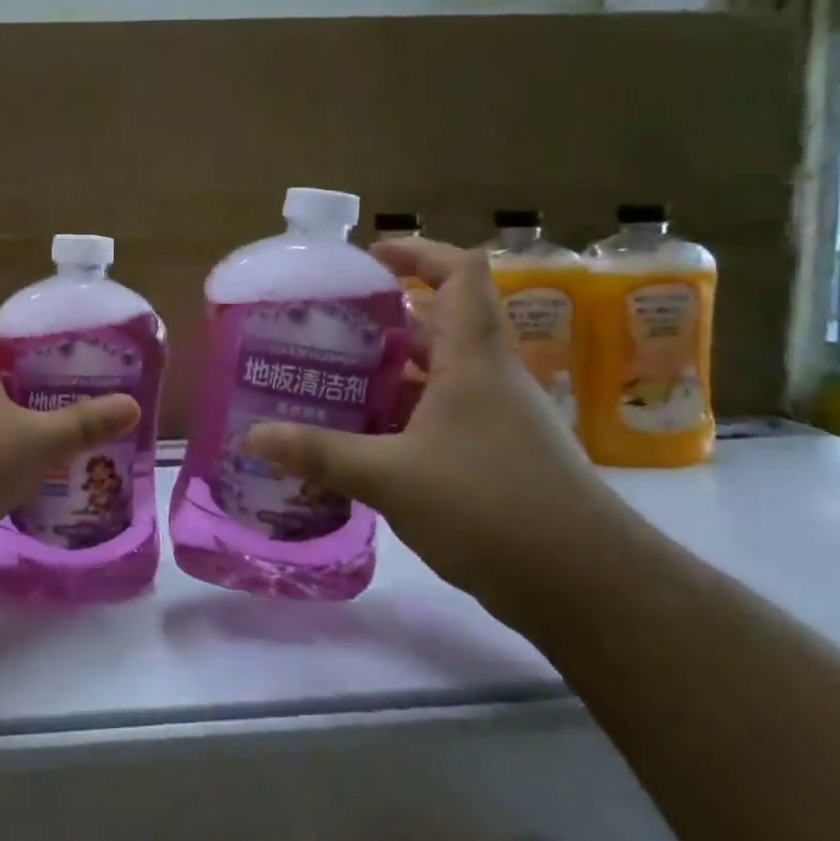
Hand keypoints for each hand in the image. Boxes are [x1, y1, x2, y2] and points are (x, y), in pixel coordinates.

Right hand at [245, 238, 627, 618]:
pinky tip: (360, 439)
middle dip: (382, 319)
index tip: (368, 258)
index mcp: (472, 359)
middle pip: (437, 324)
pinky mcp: (495, 457)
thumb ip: (319, 454)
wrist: (588, 587)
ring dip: (387, 372)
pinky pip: (440, 416)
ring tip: (329, 380)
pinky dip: (400, 416)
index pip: (459, 274)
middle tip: (323, 328)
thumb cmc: (491, 506)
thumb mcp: (391, 476)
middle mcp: (488, 378)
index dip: (417, 253)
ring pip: (436, 374)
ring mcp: (495, 419)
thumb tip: (251, 436)